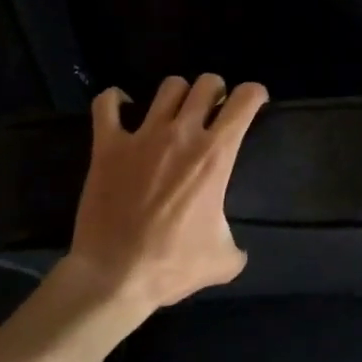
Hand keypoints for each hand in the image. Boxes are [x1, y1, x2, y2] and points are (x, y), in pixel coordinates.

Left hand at [49, 73, 267, 312]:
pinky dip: (114, 100)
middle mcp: (183, 133)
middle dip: (215, 91)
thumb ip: (236, 248)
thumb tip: (239, 252)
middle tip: (212, 110)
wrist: (114, 277)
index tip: (254, 102)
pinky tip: (121, 109)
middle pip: (207, 83)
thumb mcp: (221, 260)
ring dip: (177, 95)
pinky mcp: (108, 146)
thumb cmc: (171, 265)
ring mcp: (143, 136)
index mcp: (215, 154)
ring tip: (174, 112)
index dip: (255, 94)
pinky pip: (106, 104)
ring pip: (169, 87)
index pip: (245, 99)